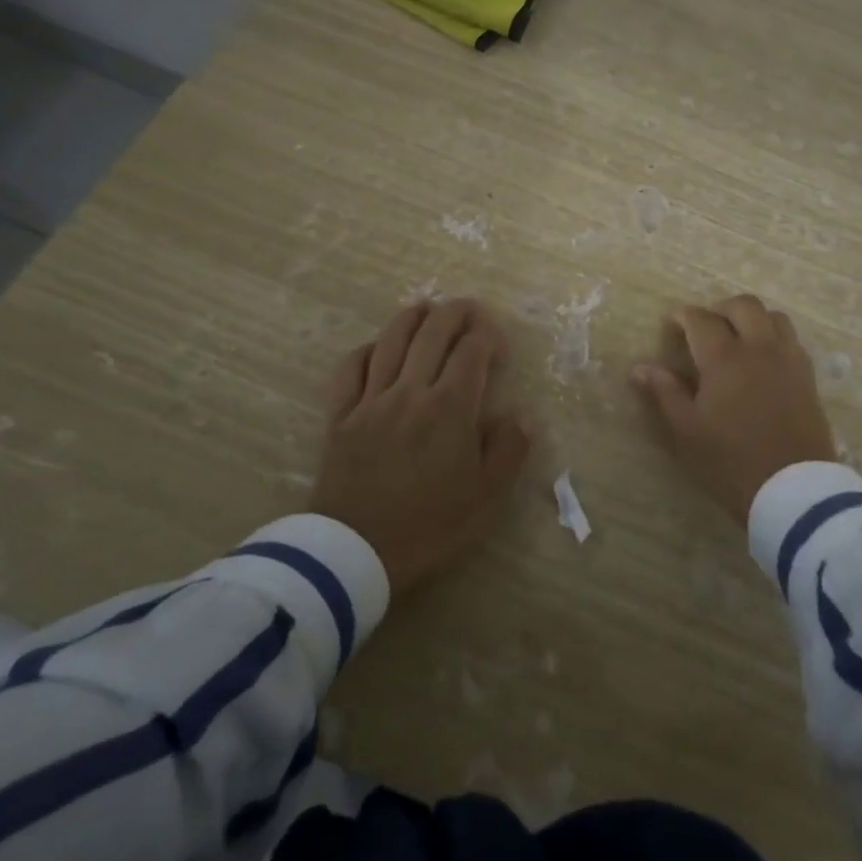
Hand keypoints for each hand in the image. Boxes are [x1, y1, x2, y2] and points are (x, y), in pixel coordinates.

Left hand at [313, 299, 532, 596]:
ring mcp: (371, 400)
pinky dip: (365, 349)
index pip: (472, 351)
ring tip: (425, 307)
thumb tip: (521, 414)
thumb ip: (509, 449)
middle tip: (468, 308)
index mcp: (450, 407)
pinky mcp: (341, 416)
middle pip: (432, 333)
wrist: (355, 553)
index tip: (498, 342)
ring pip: (391, 341)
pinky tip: (375, 347)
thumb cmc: (430, 526)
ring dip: (411, 317)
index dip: (488, 336)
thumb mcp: (486, 497)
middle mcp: (411, 390)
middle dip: (455, 312)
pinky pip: (350, 369)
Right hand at [631, 295, 835, 524]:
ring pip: (773, 316)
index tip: (672, 324)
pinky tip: (762, 359)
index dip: (683, 316)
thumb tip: (640, 368)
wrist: (793, 490)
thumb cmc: (731, 461)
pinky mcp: (808, 376)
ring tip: (737, 339)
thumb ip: (665, 393)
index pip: (701, 319)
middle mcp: (759, 348)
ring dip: (751, 318)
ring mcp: (788, 359)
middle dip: (720, 309)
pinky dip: (773, 336)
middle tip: (704, 329)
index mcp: (724, 358)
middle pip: (743, 306)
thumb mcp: (688, 430)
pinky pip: (791, 339)